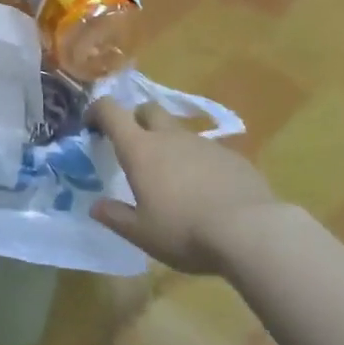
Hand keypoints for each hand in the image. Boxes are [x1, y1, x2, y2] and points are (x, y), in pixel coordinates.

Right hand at [89, 97, 277, 273]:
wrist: (252, 231)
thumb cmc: (185, 231)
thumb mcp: (142, 234)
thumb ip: (116, 217)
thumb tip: (96, 206)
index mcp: (140, 149)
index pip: (111, 111)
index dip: (97, 111)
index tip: (92, 124)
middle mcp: (170, 137)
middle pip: (147, 110)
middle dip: (136, 119)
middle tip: (134, 146)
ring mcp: (204, 143)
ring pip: (179, 131)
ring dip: (169, 145)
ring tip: (173, 179)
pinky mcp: (232, 156)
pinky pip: (207, 151)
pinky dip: (198, 163)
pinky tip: (206, 191)